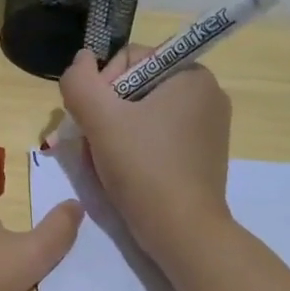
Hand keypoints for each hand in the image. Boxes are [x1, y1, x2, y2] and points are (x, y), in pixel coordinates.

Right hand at [59, 46, 232, 262]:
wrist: (182, 231)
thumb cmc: (143, 168)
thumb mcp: (100, 119)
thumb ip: (80, 81)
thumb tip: (81, 59)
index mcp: (191, 74)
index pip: (130, 59)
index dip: (102, 86)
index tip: (93, 120)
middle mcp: (207, 94)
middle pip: (135, 88)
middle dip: (107, 113)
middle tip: (94, 145)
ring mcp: (209, 127)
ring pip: (144, 115)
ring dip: (116, 133)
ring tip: (106, 162)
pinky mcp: (204, 155)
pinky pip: (159, 138)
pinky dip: (137, 149)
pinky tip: (125, 173)